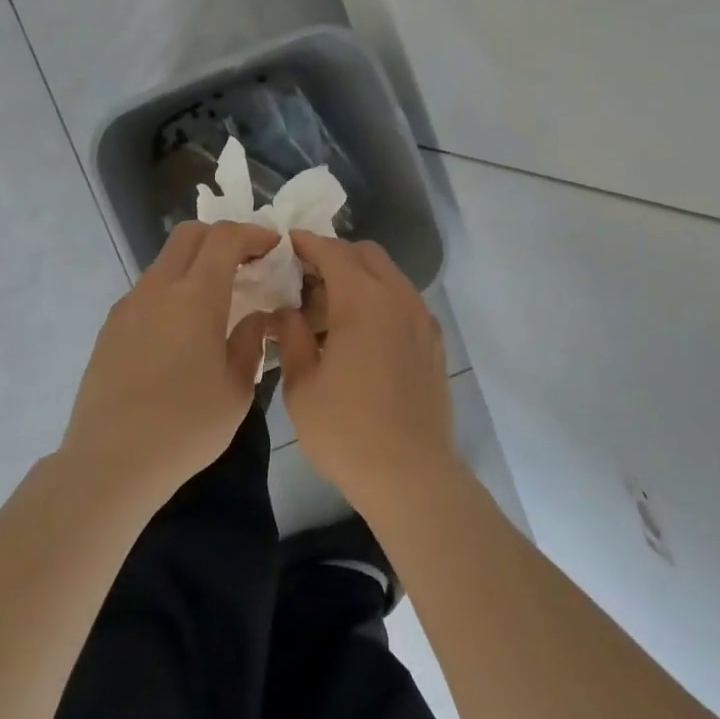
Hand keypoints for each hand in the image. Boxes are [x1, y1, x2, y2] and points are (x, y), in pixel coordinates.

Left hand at [61, 220, 279, 513]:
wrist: (111, 461)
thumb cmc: (185, 427)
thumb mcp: (237, 388)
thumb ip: (251, 342)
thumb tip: (257, 318)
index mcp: (195, 297)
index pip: (225, 238)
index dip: (253, 234)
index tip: (273, 247)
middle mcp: (157, 289)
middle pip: (189, 234)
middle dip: (222, 236)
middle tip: (248, 263)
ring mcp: (128, 306)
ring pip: (165, 261)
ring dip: (195, 264)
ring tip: (219, 299)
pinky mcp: (110, 328)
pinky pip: (148, 291)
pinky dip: (174, 290)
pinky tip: (184, 329)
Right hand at [275, 231, 456, 517]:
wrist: (411, 475)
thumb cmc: (346, 430)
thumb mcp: (302, 385)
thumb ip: (291, 336)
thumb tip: (286, 312)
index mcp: (363, 300)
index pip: (332, 251)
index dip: (306, 243)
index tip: (285, 244)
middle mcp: (398, 298)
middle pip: (366, 254)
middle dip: (334, 256)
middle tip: (304, 280)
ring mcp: (422, 320)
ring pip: (388, 276)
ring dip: (358, 278)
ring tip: (329, 310)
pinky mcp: (434, 342)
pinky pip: (404, 302)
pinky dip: (380, 300)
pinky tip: (360, 333)